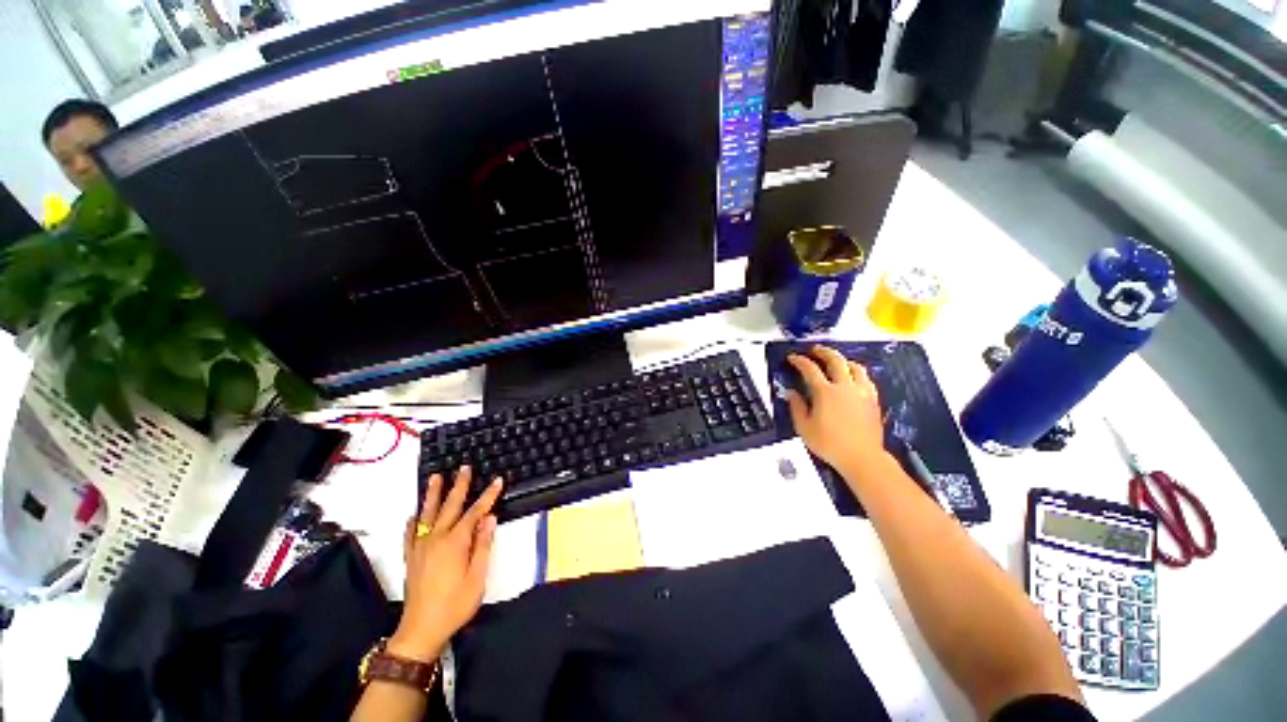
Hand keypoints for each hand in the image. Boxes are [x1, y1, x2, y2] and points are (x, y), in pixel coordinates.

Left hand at [388, 466, 500, 662]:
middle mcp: (436, 539)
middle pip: (450, 506)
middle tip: (464, 468)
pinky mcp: (411, 557)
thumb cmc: (455, 604)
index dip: (488, 496)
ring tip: (435, 477)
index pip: (475, 512)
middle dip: (459, 485)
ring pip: (427, 514)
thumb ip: (483, 545)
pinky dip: (414, 520)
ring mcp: (420, 547)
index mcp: (455, 542)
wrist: (421, 630)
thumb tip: (489, 518)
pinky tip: (414, 514)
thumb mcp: (478, 577)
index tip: (498, 480)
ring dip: (433, 494)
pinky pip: (410, 533)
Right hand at [785, 345, 887, 474]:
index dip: (799, 361)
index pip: (810, 369)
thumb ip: (796, 407)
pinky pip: (866, 379)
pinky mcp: (873, 400)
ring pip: (855, 367)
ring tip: (836, 361)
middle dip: (823, 352)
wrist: (862, 458)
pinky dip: (857, 373)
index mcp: (825, 392)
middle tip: (815, 350)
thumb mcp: (804, 427)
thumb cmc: (829, 444)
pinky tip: (853, 378)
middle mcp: (845, 387)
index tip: (793, 358)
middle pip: (835, 360)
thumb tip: (791, 393)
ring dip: (843, 360)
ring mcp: (862, 392)